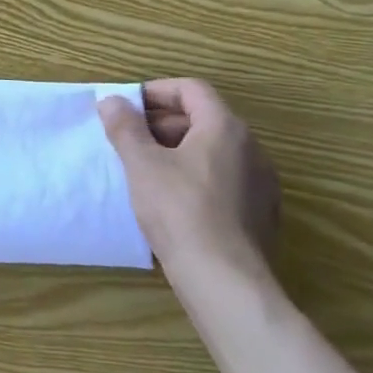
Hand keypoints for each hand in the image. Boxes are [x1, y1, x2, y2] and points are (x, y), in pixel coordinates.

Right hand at [99, 78, 279, 282]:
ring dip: (178, 150)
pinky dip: (196, 177)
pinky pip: (224, 179)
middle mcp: (251, 148)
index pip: (191, 89)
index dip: (156, 92)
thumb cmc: (180, 211)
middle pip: (203, 118)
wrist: (226, 282)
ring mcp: (261, 182)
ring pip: (213, 151)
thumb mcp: (142, 165)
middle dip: (162, 123)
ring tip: (145, 169)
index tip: (127, 107)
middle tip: (129, 139)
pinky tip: (172, 201)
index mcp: (225, 127)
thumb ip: (125, 127)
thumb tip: (112, 101)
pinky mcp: (261, 214)